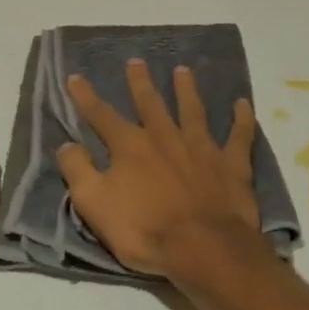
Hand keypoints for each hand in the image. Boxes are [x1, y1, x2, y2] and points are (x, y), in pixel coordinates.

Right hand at [56, 59, 271, 285]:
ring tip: (183, 71)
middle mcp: (165, 137)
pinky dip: (242, 119)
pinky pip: (239, 135)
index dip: (86, 97)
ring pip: (193, 110)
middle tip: (136, 61)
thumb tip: (66, 144)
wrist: (204, 248)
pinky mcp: (231, 163)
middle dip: (140, 82)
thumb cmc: (144, 230)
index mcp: (130, 146)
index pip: (102, 116)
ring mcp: (201, 147)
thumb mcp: (95, 205)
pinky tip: (243, 104)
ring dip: (187, 89)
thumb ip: (78, 171)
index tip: (75, 77)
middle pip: (151, 103)